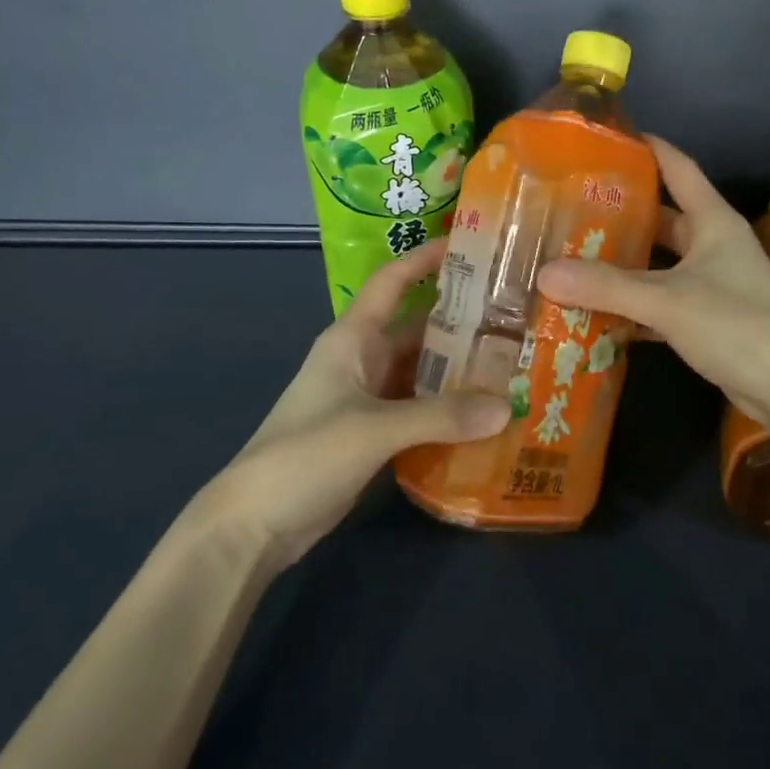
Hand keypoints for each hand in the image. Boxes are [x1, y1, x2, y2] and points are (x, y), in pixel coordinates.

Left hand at [184, 239, 509, 571]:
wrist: (253, 525)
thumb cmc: (306, 455)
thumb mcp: (375, 429)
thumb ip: (441, 416)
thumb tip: (507, 406)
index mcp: (354, 338)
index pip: (393, 281)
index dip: (425, 258)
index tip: (471, 244)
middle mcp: (363, 359)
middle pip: (418, 329)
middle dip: (462, 322)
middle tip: (516, 318)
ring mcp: (368, 399)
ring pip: (422, 372)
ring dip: (460, 371)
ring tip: (513, 365)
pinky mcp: (373, 435)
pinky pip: (420, 410)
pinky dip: (449, 410)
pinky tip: (486, 415)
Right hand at [535, 135, 769, 433]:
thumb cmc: (736, 324)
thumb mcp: (666, 300)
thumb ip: (606, 287)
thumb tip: (545, 274)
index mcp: (712, 221)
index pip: (678, 167)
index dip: (648, 149)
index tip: (610, 138)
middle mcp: (713, 244)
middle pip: (662, 217)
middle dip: (622, 213)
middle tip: (573, 208)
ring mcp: (712, 281)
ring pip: (659, 261)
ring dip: (624, 262)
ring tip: (575, 255)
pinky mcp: (707, 317)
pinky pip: (662, 299)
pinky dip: (634, 303)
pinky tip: (597, 308)